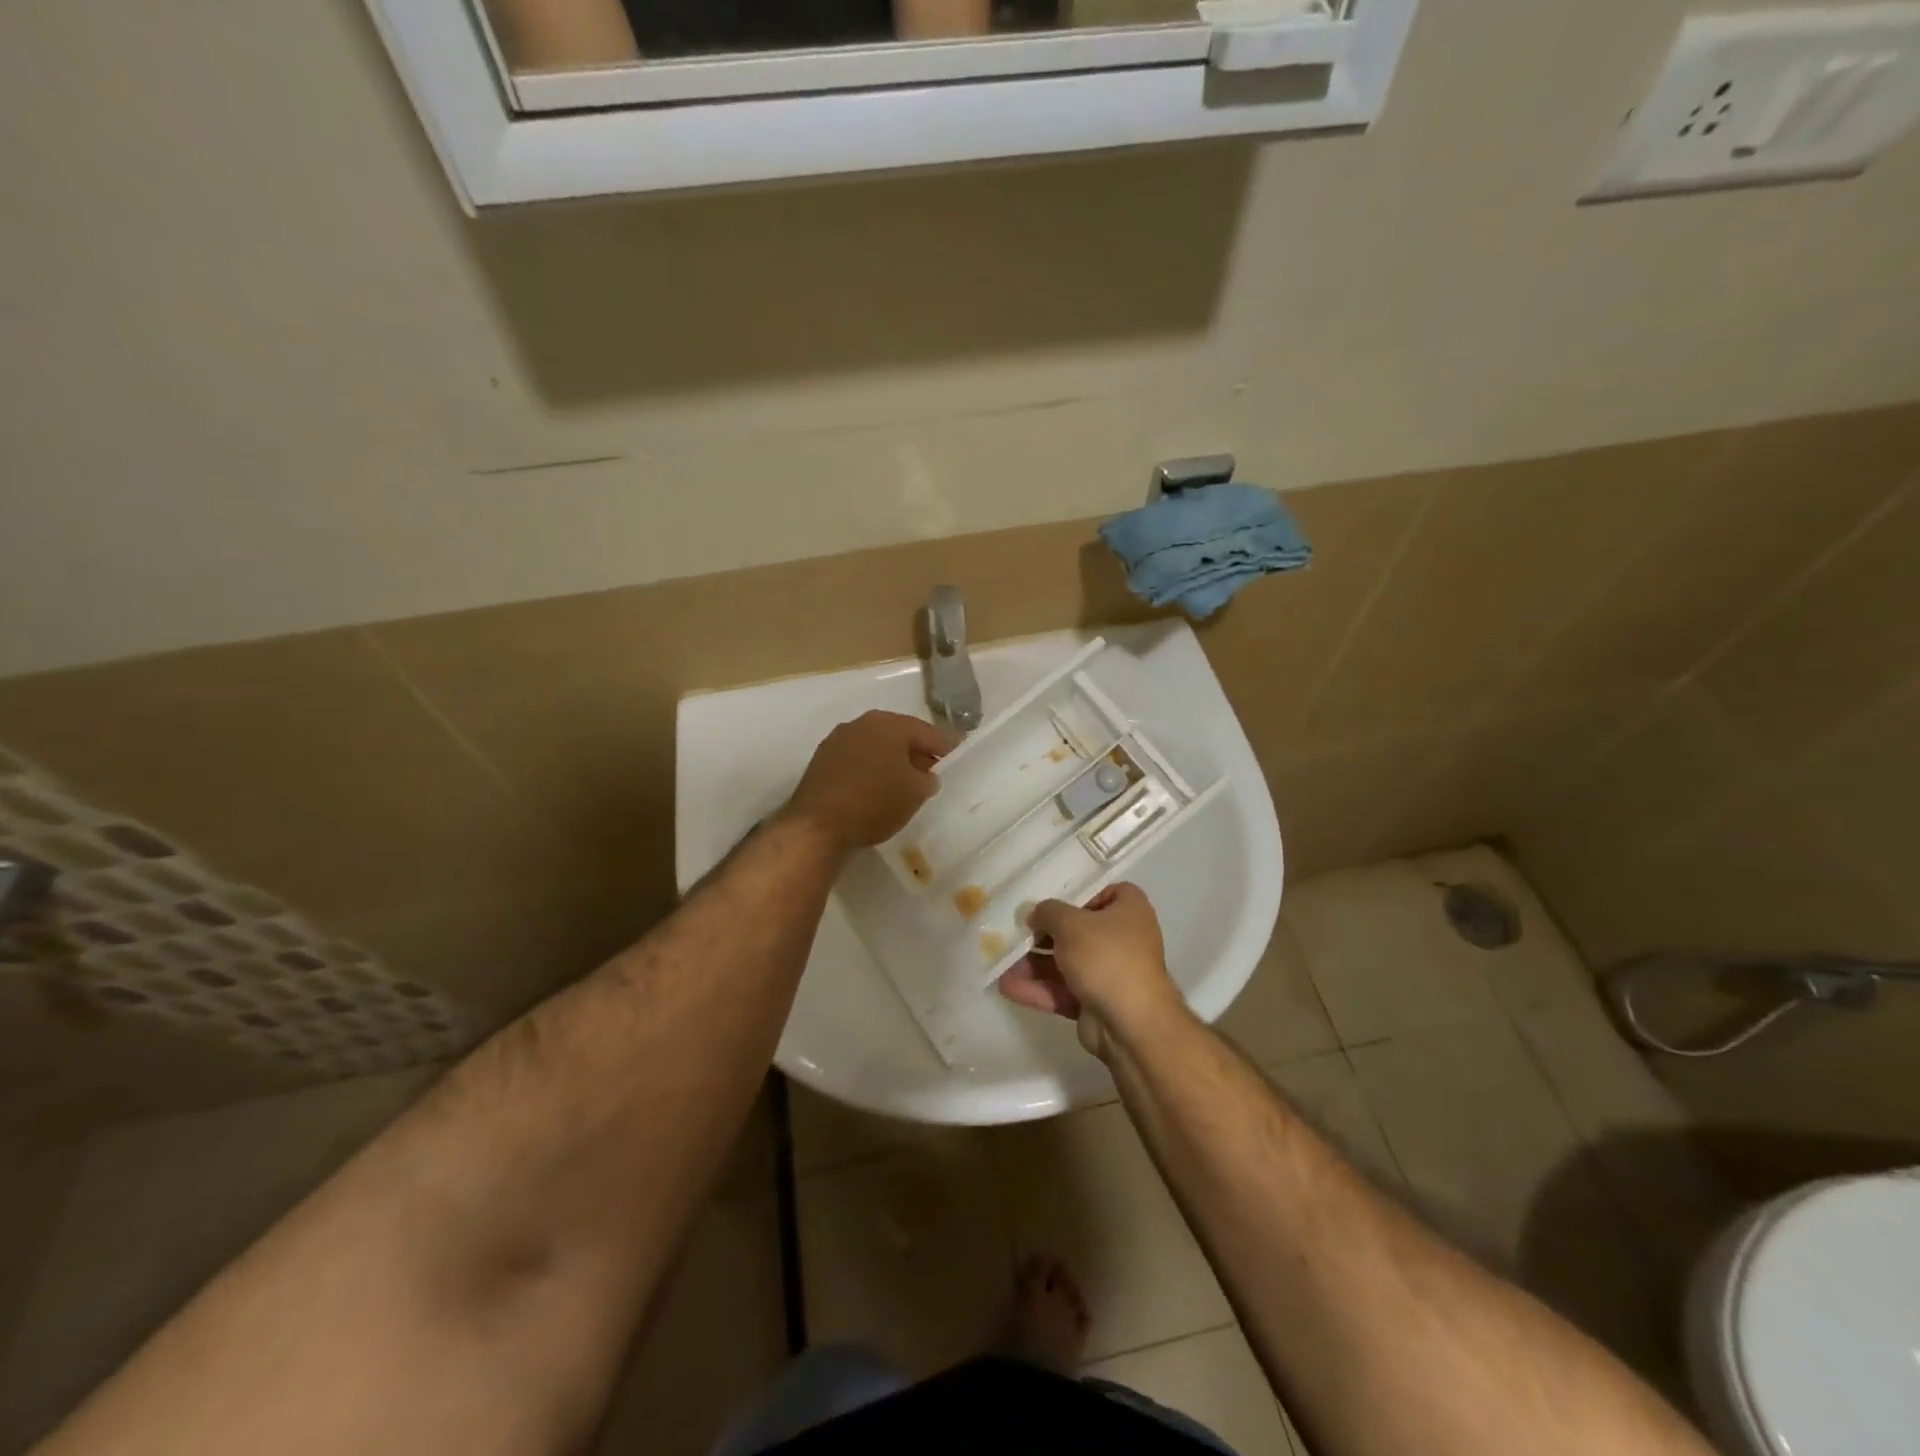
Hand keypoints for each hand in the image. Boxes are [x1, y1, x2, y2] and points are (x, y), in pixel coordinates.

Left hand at [782, 710, 954, 854]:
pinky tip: (876, 788)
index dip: (946, 745)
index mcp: (889, 724)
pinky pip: (856, 760)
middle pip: (898, 735)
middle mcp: (861, 723)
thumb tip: (925, 775)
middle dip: (916, 751)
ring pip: (875, 746)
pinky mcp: (821, 761)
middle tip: (933, 768)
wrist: (818, 826)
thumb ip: (927, 778)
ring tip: (905, 781)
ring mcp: (837, 740)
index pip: (927, 732)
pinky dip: (870, 769)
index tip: (959, 753)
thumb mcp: (915, 793)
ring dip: (891, 760)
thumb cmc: (875, 802)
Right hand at [996, 883, 1182, 1059]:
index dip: (1076, 893)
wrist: (1131, 1025)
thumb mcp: (1070, 923)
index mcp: (1129, 910)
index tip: (1047, 898)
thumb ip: (1047, 912)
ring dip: (1034, 963)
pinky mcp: (1095, 1002)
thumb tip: (1036, 914)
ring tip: (1001, 960)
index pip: (1103, 891)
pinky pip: (1063, 989)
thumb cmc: (1105, 957)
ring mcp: (1109, 973)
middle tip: (1014, 929)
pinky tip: (1007, 986)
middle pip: (1077, 929)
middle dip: (1043, 933)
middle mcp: (1122, 938)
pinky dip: (1038, 988)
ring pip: (1065, 962)